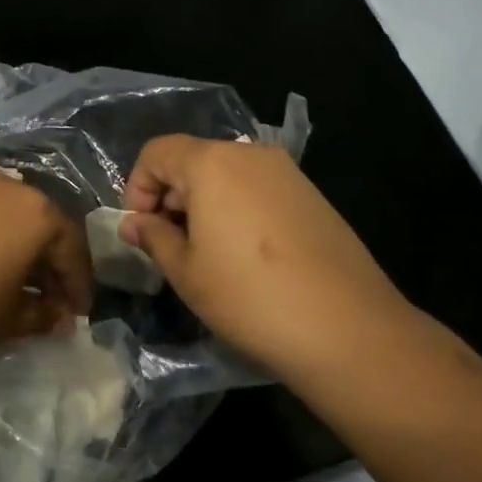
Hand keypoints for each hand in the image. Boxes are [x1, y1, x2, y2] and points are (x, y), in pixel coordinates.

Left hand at [0, 171, 93, 367]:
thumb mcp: (5, 320)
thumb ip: (41, 316)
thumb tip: (59, 317)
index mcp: (36, 214)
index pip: (72, 247)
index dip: (78, 284)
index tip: (77, 313)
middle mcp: (6, 186)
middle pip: (40, 223)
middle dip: (47, 261)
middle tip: (47, 296)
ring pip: (4, 212)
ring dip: (13, 243)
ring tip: (6, 277)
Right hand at [120, 136, 418, 386]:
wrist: (348, 329)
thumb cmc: (250, 297)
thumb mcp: (186, 272)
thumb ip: (153, 238)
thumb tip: (133, 224)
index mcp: (211, 162)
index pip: (157, 152)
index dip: (137, 187)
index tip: (140, 230)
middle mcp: (249, 153)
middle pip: (192, 159)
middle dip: (170, 196)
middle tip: (168, 245)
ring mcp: (286, 172)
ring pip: (226, 174)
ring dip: (203, 203)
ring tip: (205, 253)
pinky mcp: (311, 194)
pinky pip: (257, 188)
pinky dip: (237, 208)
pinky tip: (245, 254)